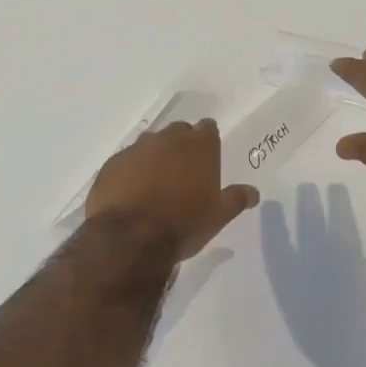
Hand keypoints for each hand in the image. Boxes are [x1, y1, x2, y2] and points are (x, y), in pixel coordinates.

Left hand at [86, 120, 258, 258]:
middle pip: (178, 132)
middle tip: (183, 173)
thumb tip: (253, 192)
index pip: (208, 128)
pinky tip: (131, 194)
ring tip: (155, 185)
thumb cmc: (184, 223)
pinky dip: (130, 172)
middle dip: (181, 146)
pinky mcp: (112, 164)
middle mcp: (168, 138)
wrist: (131, 238)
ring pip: (149, 145)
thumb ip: (236, 199)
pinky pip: (125, 162)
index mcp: (199, 145)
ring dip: (154, 158)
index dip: (208, 141)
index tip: (207, 157)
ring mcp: (136, 148)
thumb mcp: (218, 216)